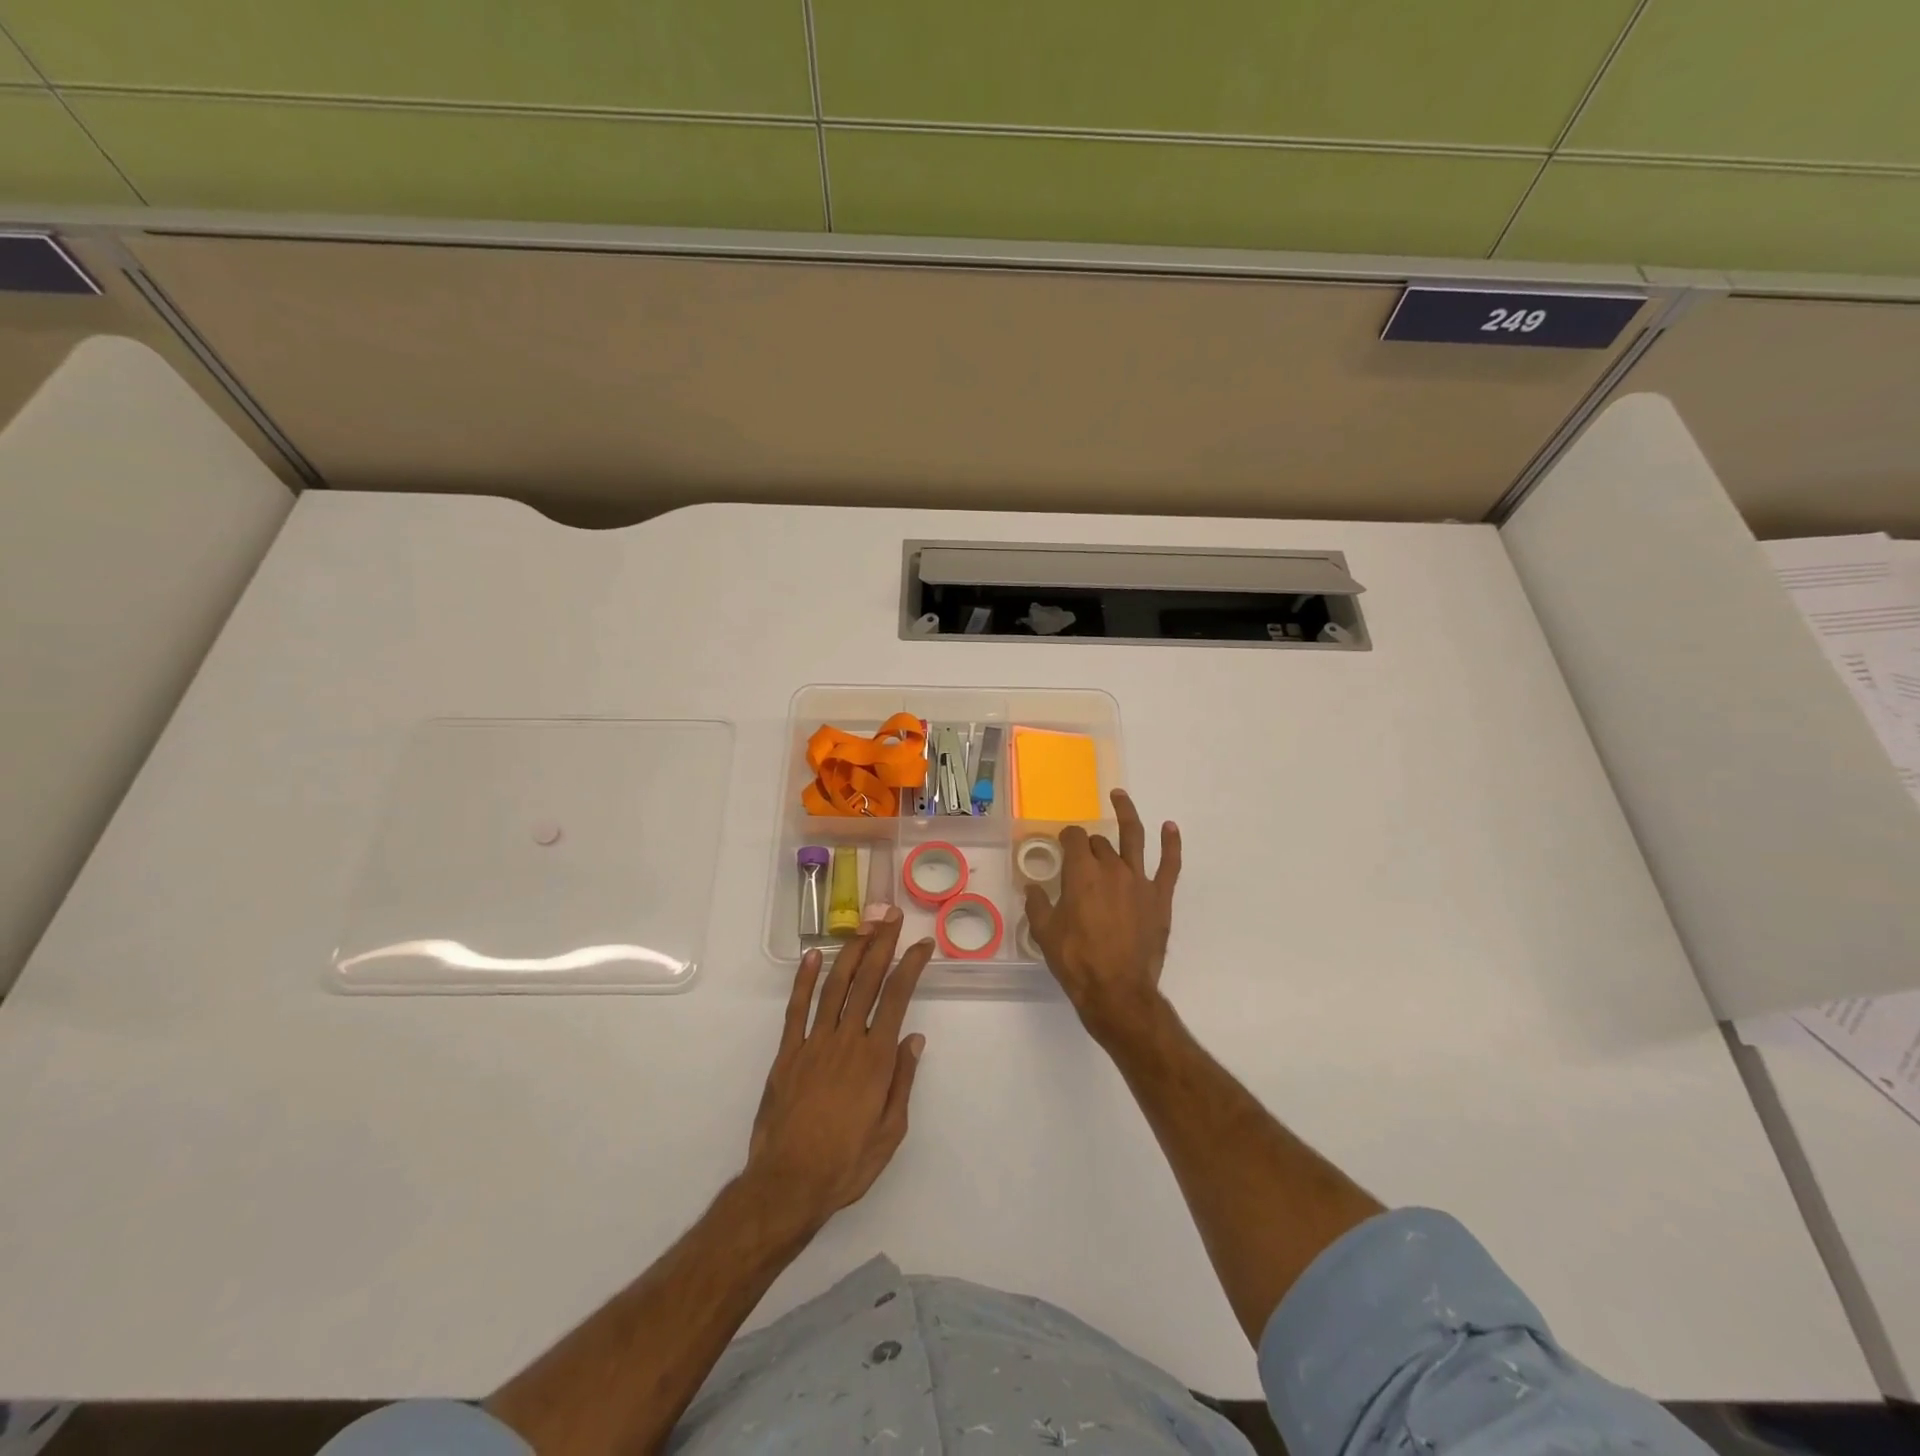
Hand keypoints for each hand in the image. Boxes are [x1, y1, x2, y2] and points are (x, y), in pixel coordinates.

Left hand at [748, 909, 930, 1228]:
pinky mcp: (787, 1053)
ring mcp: (813, 1043)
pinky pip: (796, 1009)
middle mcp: (846, 1040)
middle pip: (867, 981)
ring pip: (834, 986)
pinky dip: (803, 980)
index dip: (911, 966)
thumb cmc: (846, 1163)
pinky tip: (811, 956)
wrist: (788, 1185)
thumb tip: (914, 1038)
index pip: (897, 998)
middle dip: (882, 945)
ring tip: (863, 926)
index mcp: (875, 1059)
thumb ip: (903, 1081)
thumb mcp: (890, 1132)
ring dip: (850, 952)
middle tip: (891, 917)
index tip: (922, 945)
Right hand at [1027, 789, 1180, 1041]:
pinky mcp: (1159, 897)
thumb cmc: (1076, 961)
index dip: (1066, 838)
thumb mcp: (1045, 933)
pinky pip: (1169, 864)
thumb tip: (1033, 889)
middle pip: (1099, 842)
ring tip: (1120, 797)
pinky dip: (1171, 843)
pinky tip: (1170, 827)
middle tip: (1083, 856)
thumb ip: (1038, 904)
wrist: (1116, 990)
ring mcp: (1139, 880)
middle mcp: (1111, 868)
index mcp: (1081, 873)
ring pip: (1134, 837)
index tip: (1062, 844)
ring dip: (1126, 814)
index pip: (1073, 839)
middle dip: (1089, 843)